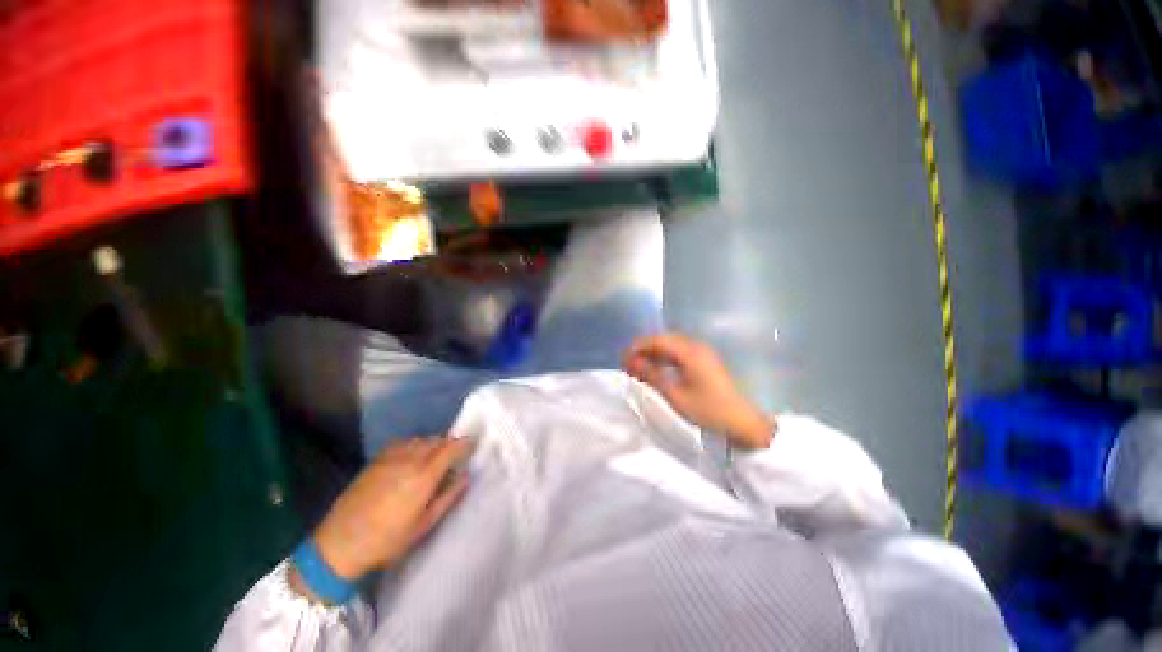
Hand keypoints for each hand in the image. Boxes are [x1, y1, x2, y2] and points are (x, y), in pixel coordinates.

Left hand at [309, 437, 471, 581]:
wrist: (338, 545)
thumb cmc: (387, 540)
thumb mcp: (424, 524)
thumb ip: (448, 497)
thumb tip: (465, 476)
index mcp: (423, 476)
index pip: (451, 448)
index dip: (465, 443)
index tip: (473, 444)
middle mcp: (409, 459)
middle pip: (437, 440)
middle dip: (450, 444)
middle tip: (455, 456)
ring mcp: (391, 457)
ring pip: (421, 440)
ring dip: (433, 444)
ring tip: (435, 458)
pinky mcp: (376, 460)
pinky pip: (403, 443)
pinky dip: (415, 445)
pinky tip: (412, 458)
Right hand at [624, 333, 773, 448]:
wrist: (743, 421)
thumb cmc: (708, 410)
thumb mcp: (675, 395)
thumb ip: (652, 375)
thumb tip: (632, 363)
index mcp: (689, 352)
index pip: (656, 340)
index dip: (637, 347)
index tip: (623, 359)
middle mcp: (695, 346)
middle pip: (663, 339)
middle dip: (643, 349)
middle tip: (628, 364)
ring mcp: (701, 352)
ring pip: (670, 345)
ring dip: (653, 353)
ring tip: (639, 368)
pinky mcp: (704, 360)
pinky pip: (678, 352)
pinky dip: (664, 358)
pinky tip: (657, 369)